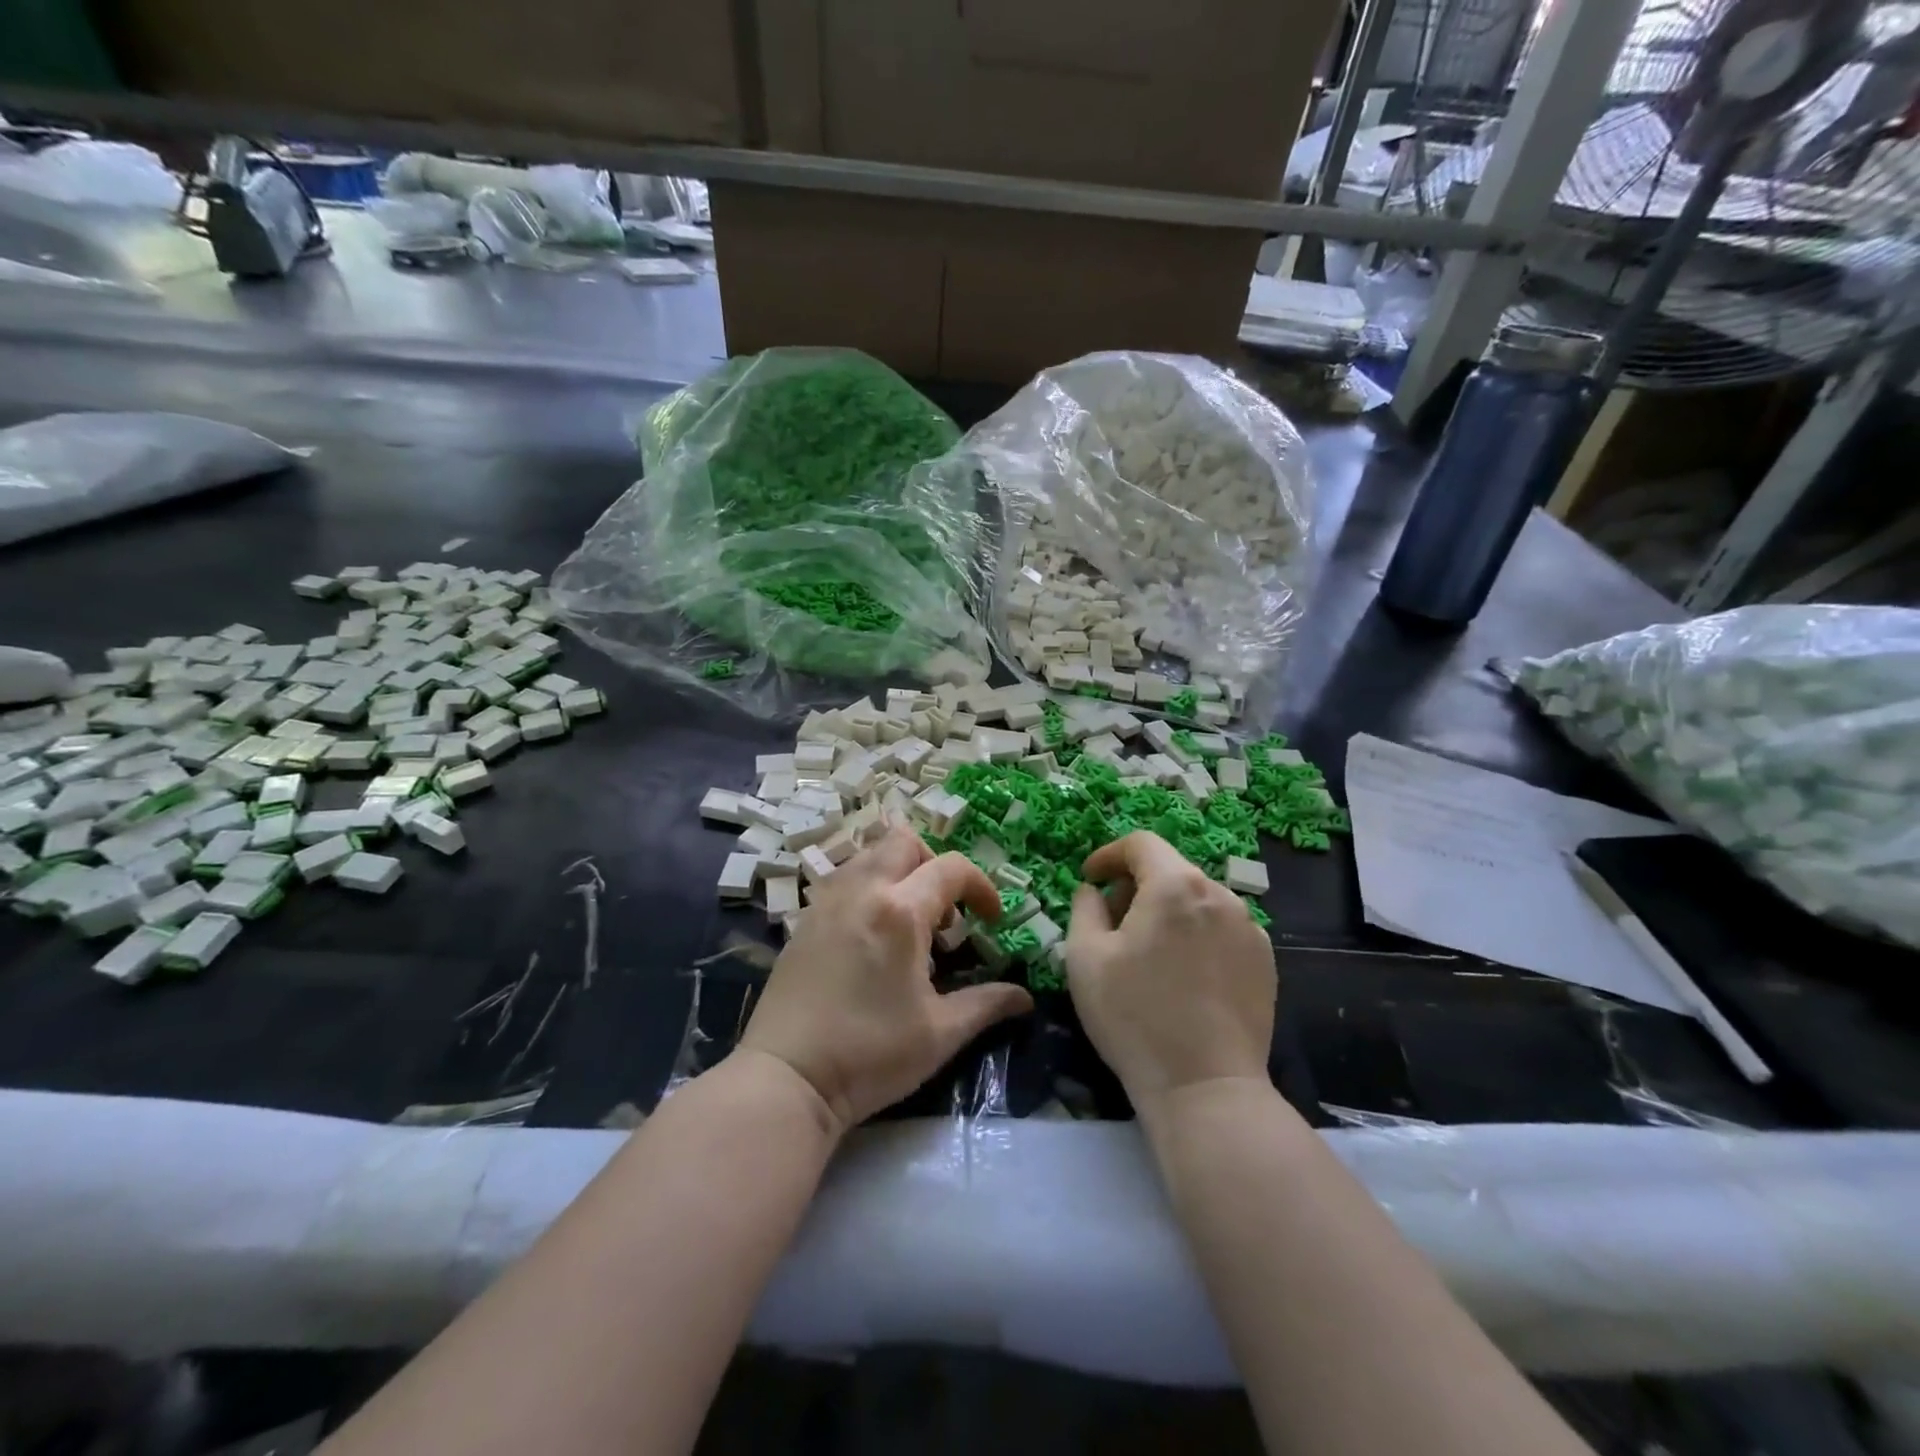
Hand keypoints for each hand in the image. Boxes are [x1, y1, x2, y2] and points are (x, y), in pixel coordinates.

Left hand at [739, 826, 1033, 1134]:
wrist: (787, 1078)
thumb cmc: (870, 1054)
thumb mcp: (940, 1034)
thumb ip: (986, 1004)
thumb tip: (1025, 997)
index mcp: (900, 911)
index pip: (951, 868)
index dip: (982, 887)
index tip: (992, 921)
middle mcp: (862, 891)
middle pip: (904, 841)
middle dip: (935, 864)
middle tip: (946, 911)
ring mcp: (827, 902)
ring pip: (869, 854)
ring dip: (899, 872)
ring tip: (910, 922)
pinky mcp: (804, 920)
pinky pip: (844, 879)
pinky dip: (869, 888)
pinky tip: (873, 936)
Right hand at [1065, 831, 1275, 1110]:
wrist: (1205, 1087)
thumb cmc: (1134, 1016)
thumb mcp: (1085, 957)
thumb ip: (1084, 907)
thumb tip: (1095, 890)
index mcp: (1175, 885)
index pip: (1140, 844)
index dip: (1109, 855)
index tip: (1089, 879)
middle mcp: (1220, 895)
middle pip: (1170, 870)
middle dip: (1135, 886)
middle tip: (1111, 923)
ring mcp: (1250, 928)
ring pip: (1197, 900)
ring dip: (1167, 911)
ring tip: (1148, 953)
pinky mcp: (1265, 961)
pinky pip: (1221, 929)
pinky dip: (1195, 934)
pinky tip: (1183, 976)